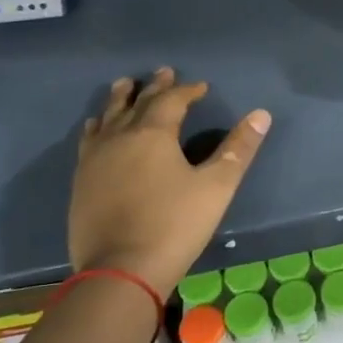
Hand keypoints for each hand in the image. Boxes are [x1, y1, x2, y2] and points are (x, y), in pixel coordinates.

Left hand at [68, 68, 270, 297]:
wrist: (120, 271)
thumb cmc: (175, 224)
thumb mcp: (217, 186)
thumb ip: (238, 148)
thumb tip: (261, 114)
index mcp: (153, 134)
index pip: (171, 100)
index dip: (187, 90)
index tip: (201, 87)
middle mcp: (120, 138)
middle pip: (136, 103)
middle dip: (153, 87)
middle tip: (162, 72)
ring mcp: (95, 160)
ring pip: (107, 118)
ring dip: (119, 100)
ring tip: (123, 86)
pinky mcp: (81, 182)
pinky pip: (89, 141)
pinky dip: (97, 126)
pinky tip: (96, 129)